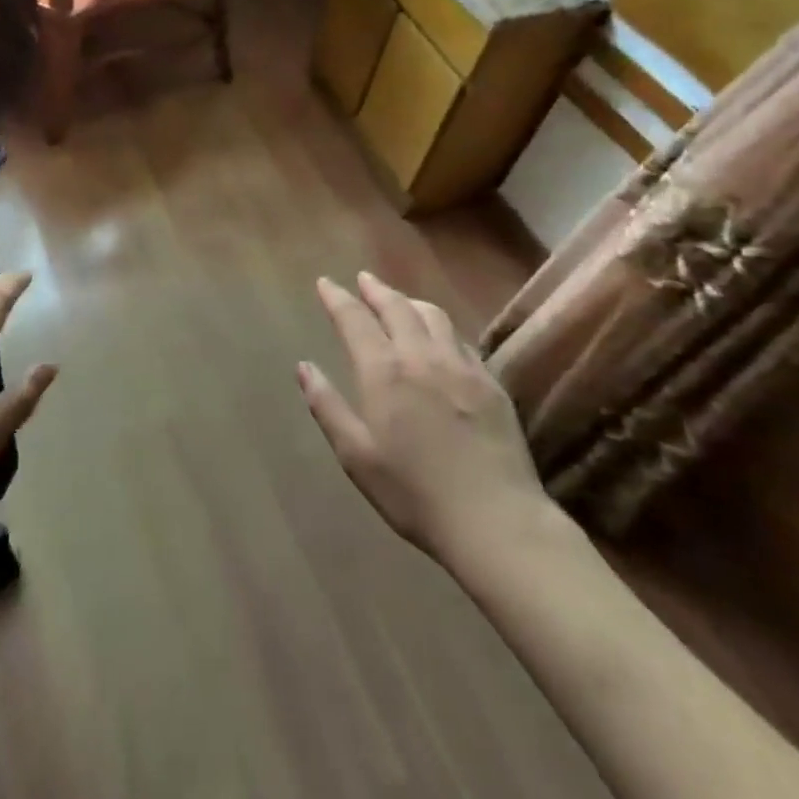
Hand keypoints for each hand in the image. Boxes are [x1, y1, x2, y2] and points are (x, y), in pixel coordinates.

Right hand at [299, 271, 547, 561]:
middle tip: (362, 279)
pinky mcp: (491, 382)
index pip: (354, 319)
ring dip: (410, 301)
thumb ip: (327, 406)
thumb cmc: (413, 493)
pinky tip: (441, 336)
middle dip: (375, 289)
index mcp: (383, 371)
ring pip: (433, 315)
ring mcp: (461, 366)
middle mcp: (421, 356)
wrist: (495, 520)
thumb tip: (304, 367)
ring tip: (399, 300)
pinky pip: (461, 339)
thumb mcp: (356, 456)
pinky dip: (442, 327)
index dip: (337, 298)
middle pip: (396, 307)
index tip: (325, 283)